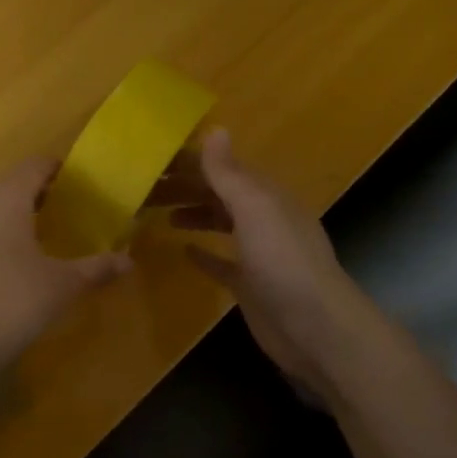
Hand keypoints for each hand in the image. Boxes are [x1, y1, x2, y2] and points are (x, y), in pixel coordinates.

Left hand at [0, 158, 132, 380]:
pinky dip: (5, 236)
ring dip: (23, 215)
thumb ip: (96, 268)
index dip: (60, 168)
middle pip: (14, 185)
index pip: (35, 165)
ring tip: (52, 234)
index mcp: (7, 199)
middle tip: (75, 208)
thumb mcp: (63, 285)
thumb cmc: (13, 301)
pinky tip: (22, 262)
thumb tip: (129, 261)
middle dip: (44, 193)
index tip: (84, 181)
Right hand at [162, 129, 349, 396]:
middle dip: (183, 187)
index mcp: (265, 196)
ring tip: (155, 213)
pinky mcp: (249, 284)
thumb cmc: (282, 262)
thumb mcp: (255, 209)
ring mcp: (257, 253)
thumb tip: (214, 128)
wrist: (314, 328)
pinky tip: (183, 250)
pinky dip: (203, 253)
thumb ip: (230, 173)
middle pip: (217, 194)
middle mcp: (262, 218)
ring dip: (191, 214)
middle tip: (142, 189)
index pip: (222, 168)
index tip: (150, 160)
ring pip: (218, 223)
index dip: (189, 162)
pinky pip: (221, 262)